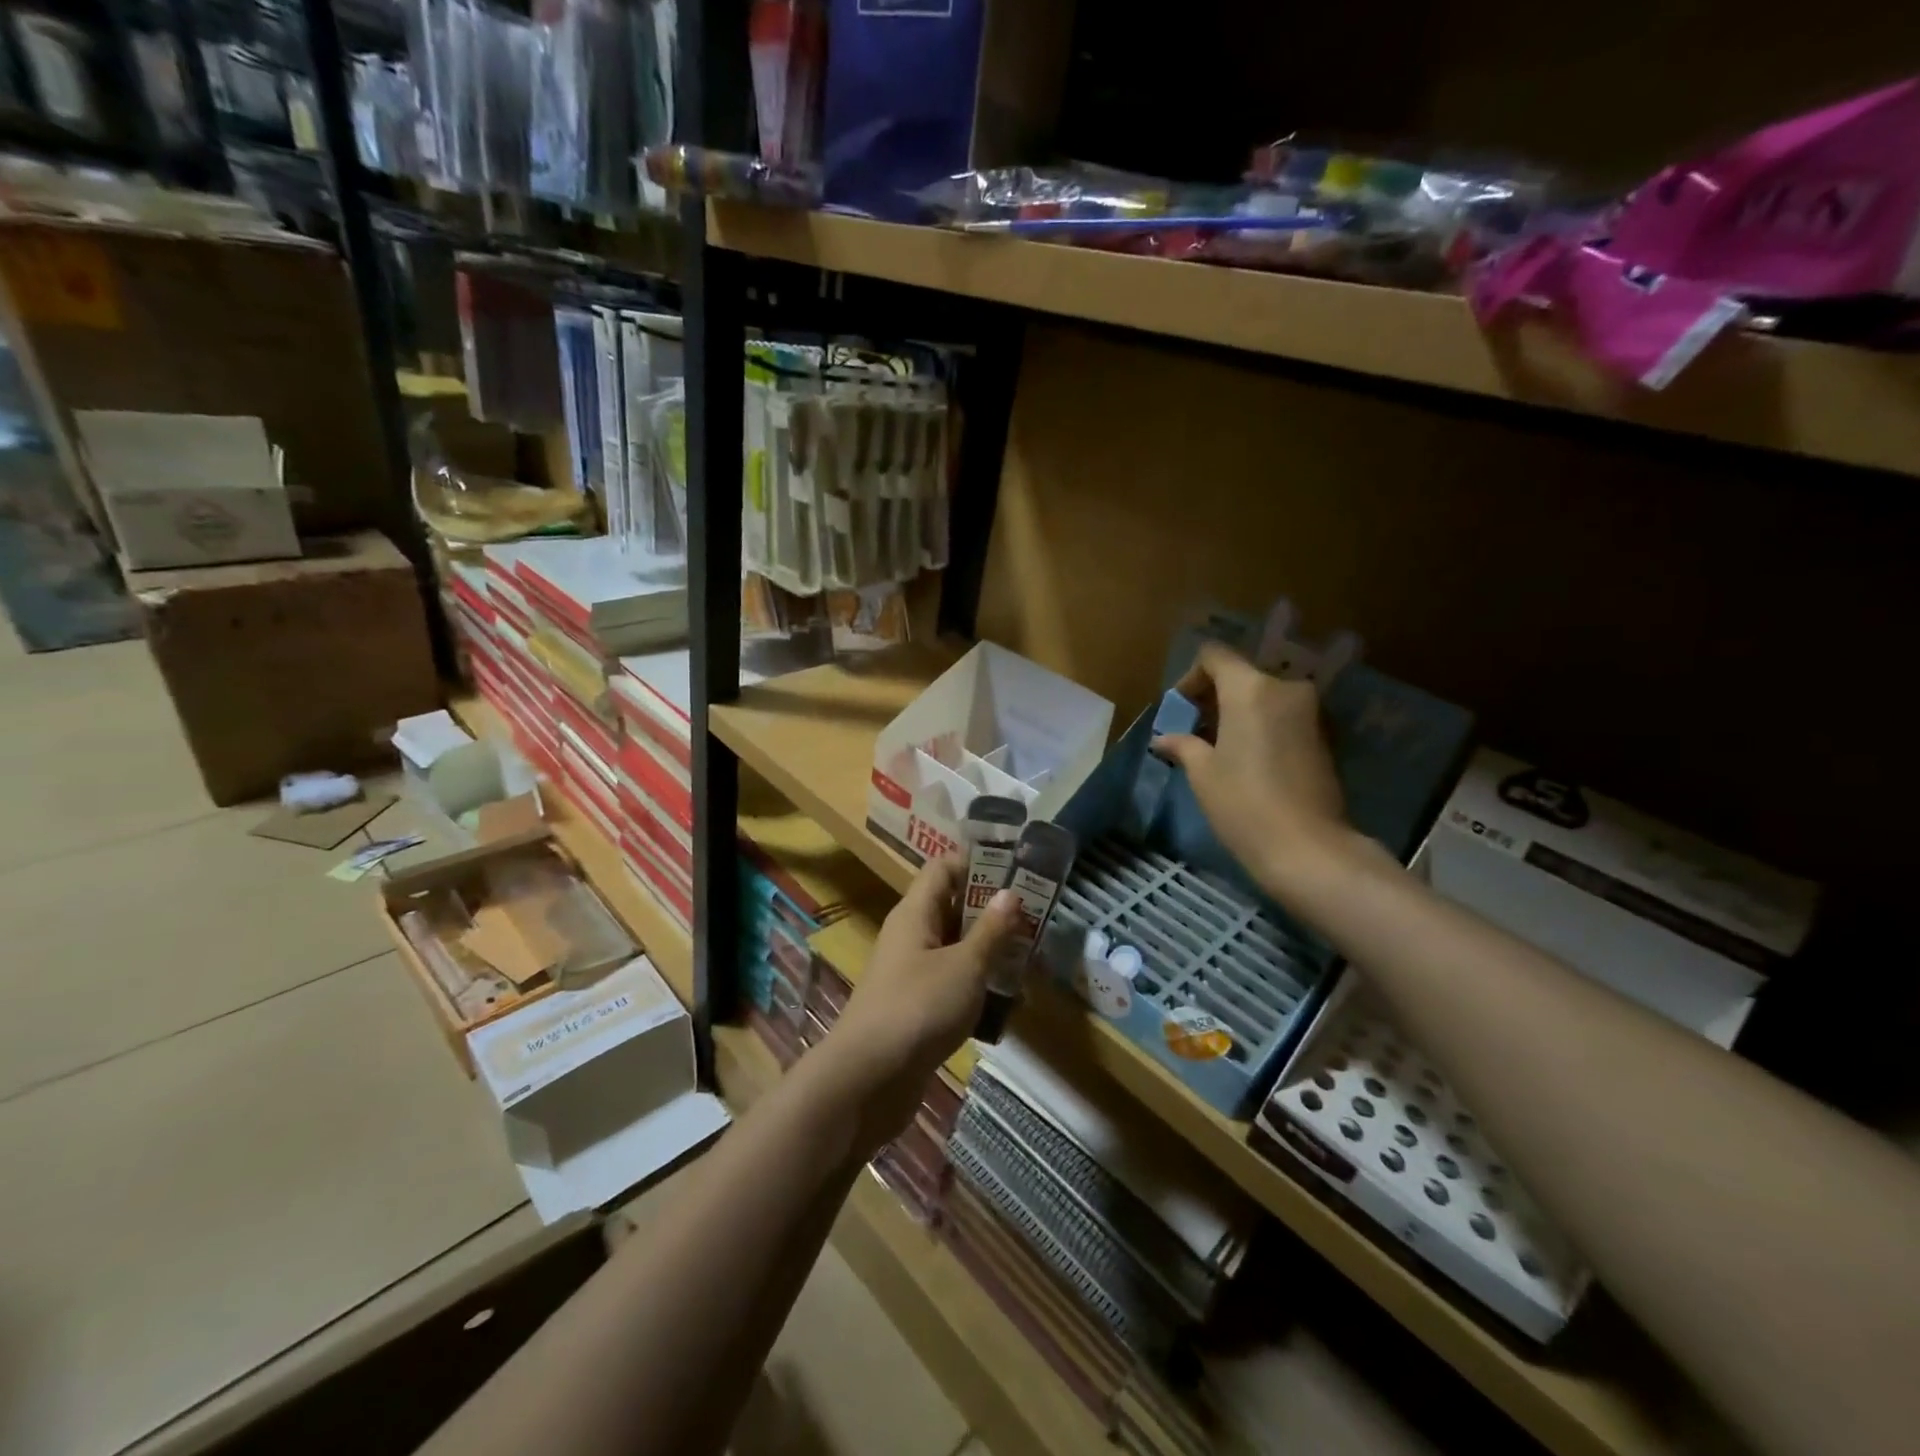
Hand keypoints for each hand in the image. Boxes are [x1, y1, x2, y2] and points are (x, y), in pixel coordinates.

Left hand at [821, 855, 1021, 1147]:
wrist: (868, 1079)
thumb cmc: (918, 1008)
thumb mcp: (964, 966)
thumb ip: (990, 930)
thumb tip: (1009, 892)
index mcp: (915, 913)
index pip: (943, 868)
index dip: (976, 863)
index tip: (1016, 870)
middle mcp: (910, 936)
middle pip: (951, 907)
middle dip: (991, 910)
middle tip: (1035, 915)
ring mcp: (910, 973)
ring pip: (954, 947)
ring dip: (988, 949)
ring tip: (1030, 954)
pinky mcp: (915, 1008)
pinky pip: (950, 982)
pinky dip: (976, 984)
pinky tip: (1008, 999)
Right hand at [1153, 642, 1353, 899]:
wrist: (1307, 847)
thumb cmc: (1243, 803)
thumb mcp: (1203, 773)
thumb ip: (1184, 745)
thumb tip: (1165, 739)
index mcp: (1250, 689)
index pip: (1214, 656)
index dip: (1191, 677)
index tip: (1181, 710)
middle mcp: (1284, 689)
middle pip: (1241, 675)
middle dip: (1213, 698)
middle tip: (1194, 731)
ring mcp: (1309, 712)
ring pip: (1263, 696)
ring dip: (1237, 713)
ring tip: (1218, 748)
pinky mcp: (1323, 736)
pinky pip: (1282, 716)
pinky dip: (1261, 726)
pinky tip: (1246, 760)